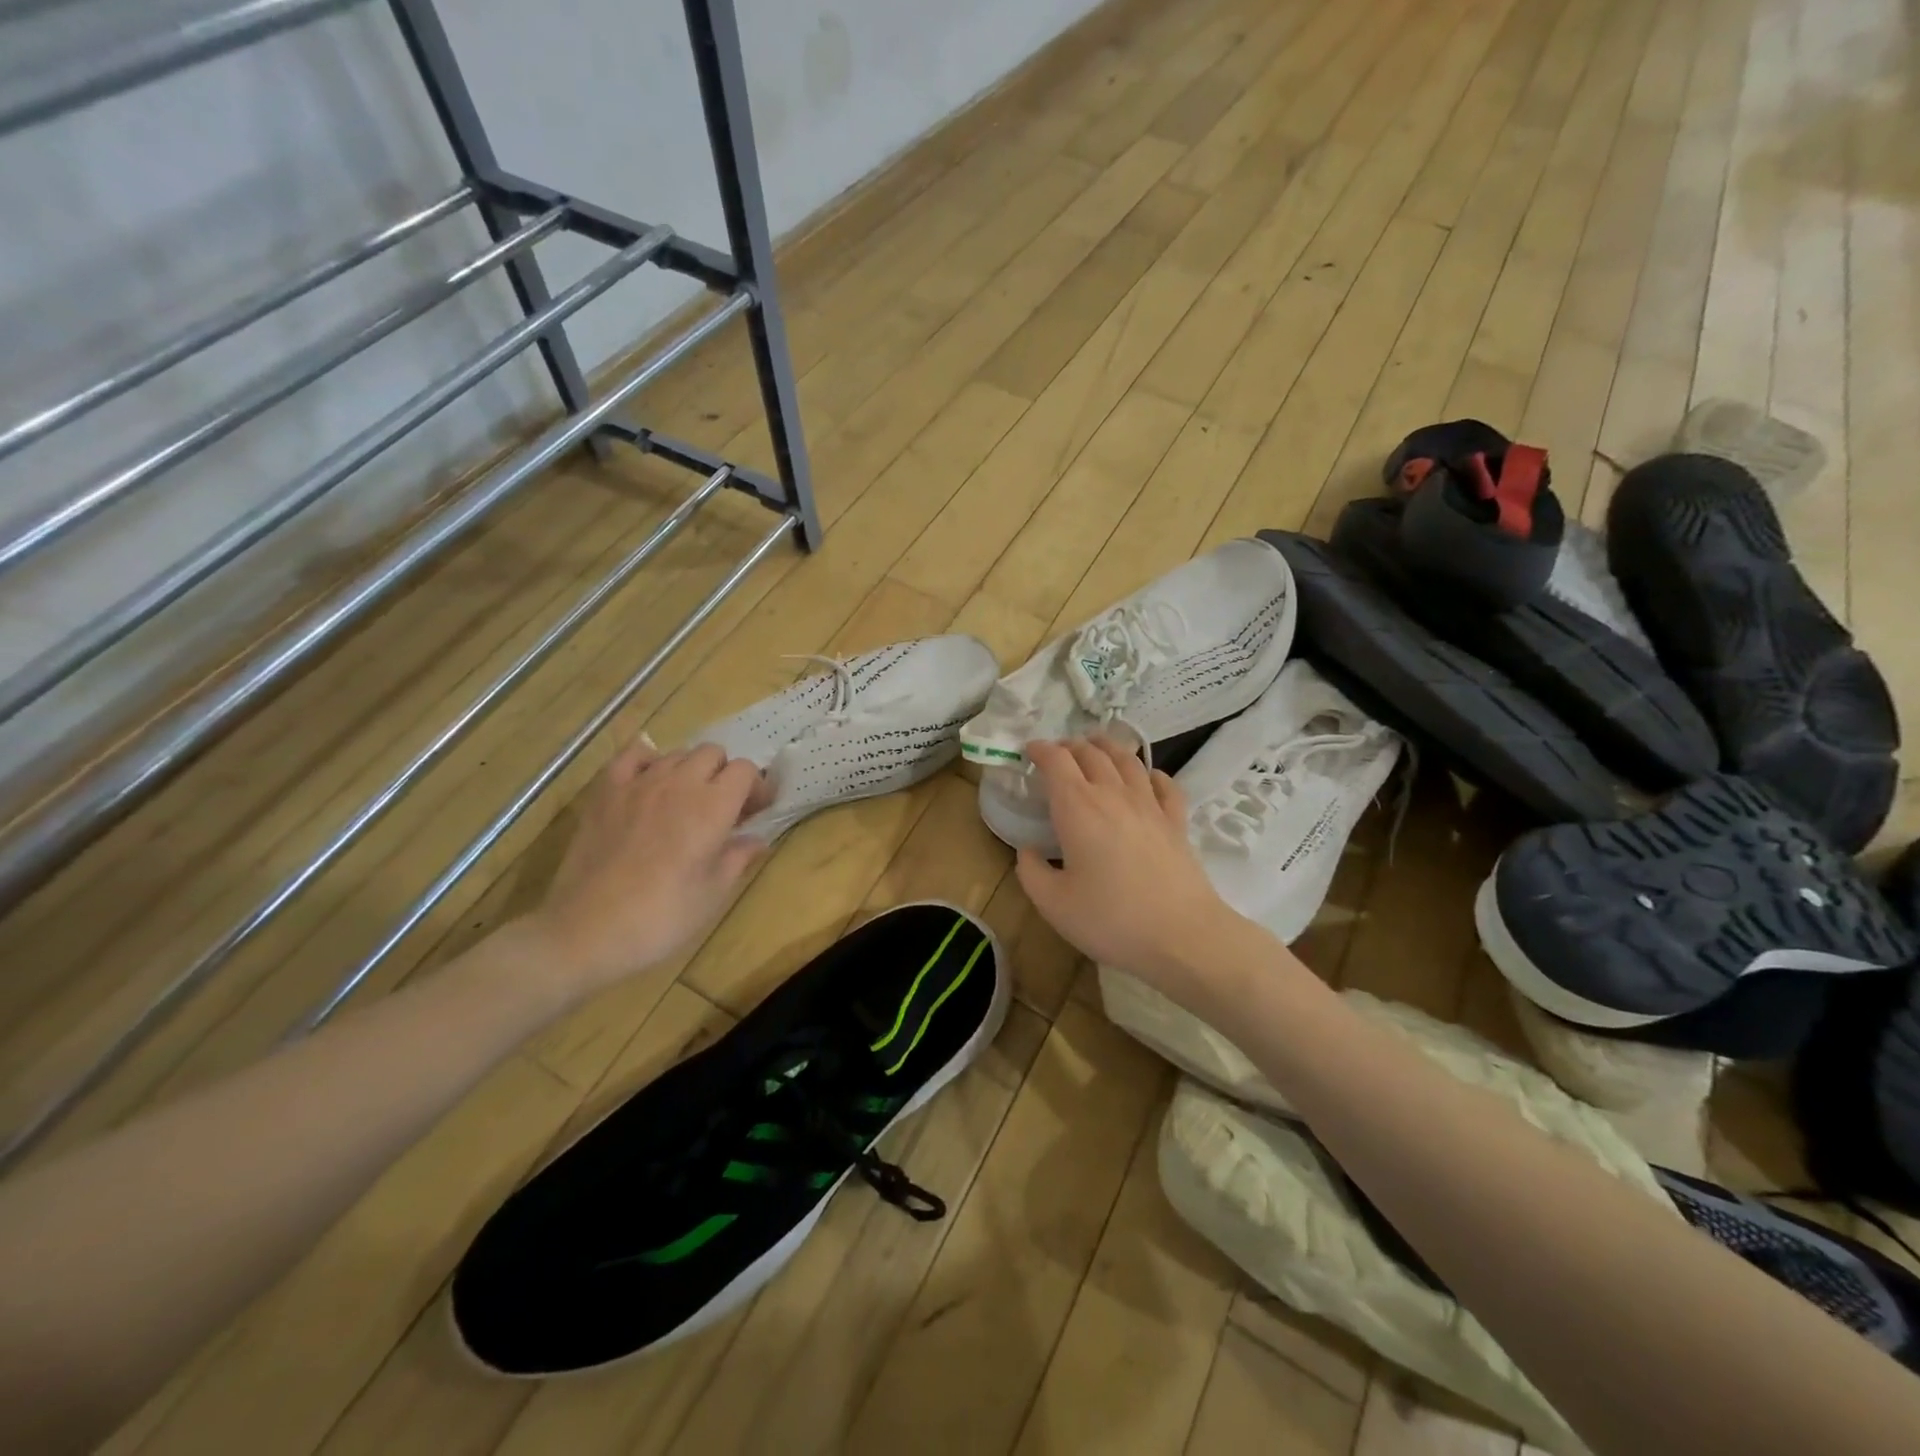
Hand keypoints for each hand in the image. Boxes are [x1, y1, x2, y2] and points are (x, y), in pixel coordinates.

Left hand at [525, 738, 770, 996]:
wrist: (587, 931)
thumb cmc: (662, 917)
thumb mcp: (713, 894)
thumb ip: (738, 858)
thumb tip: (756, 840)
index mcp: (713, 806)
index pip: (745, 770)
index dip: (755, 787)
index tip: (753, 813)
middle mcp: (679, 783)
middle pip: (712, 753)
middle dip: (724, 774)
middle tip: (722, 808)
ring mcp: (638, 784)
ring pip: (676, 754)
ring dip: (690, 770)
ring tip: (685, 802)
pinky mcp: (605, 792)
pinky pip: (630, 755)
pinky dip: (646, 760)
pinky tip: (648, 782)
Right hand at [1015, 737, 1247, 1002]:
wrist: (1182, 936)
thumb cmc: (1110, 920)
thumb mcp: (1053, 904)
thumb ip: (1031, 872)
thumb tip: (1027, 851)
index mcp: (1078, 808)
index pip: (1056, 761)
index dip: (1041, 750)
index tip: (1029, 751)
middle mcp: (1113, 795)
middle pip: (1091, 753)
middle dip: (1070, 746)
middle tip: (1058, 751)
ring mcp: (1150, 806)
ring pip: (1128, 760)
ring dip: (1108, 747)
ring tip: (1097, 745)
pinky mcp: (1176, 822)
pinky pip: (1165, 784)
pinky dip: (1151, 773)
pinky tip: (1147, 777)